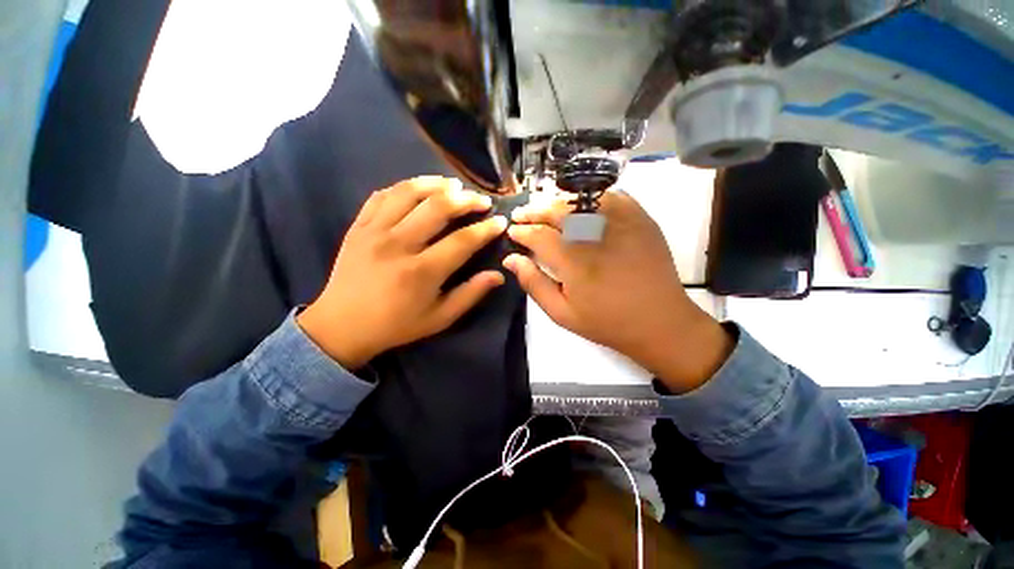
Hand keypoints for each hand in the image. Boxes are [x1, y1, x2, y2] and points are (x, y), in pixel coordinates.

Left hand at [298, 177, 507, 369]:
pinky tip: (419, 189)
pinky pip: (382, 195)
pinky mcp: (358, 227)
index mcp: (422, 272)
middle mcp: (399, 245)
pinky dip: (404, 188)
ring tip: (454, 185)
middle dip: (466, 200)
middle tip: (481, 200)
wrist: (342, 326)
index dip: (485, 229)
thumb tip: (498, 275)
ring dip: (436, 184)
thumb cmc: (396, 325)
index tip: (500, 221)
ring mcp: (374, 232)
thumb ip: (470, 295)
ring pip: (409, 193)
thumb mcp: (439, 318)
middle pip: (438, 208)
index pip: (462, 241)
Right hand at [504, 191, 731, 392]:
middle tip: (522, 215)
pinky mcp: (640, 219)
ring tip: (546, 210)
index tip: (513, 231)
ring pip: (580, 200)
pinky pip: (610, 196)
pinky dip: (590, 197)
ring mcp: (621, 222)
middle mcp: (595, 234)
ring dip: (558, 203)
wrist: (659, 321)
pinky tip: (580, 206)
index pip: (539, 235)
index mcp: (574, 260)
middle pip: (557, 211)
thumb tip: (511, 260)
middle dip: (534, 211)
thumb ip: (533, 283)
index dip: (522, 231)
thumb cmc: (606, 322)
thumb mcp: (562, 313)